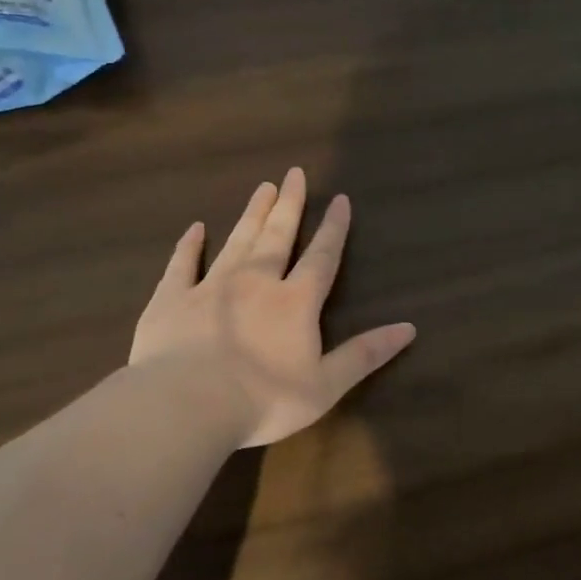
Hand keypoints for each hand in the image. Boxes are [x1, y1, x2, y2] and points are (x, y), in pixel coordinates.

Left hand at [129, 168, 416, 447]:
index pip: (321, 257)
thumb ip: (365, 354)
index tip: (340, 199)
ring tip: (262, 188)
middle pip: (277, 236)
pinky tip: (195, 228)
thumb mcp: (326, 385)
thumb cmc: (263, 401)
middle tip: (293, 173)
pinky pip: (182, 264)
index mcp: (295, 302)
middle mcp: (255, 282)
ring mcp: (210, 287)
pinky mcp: (171, 299)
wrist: (186, 405)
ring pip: (236, 241)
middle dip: (289, 205)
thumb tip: (409, 328)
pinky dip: (189, 245)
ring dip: (251, 214)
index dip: (334, 229)